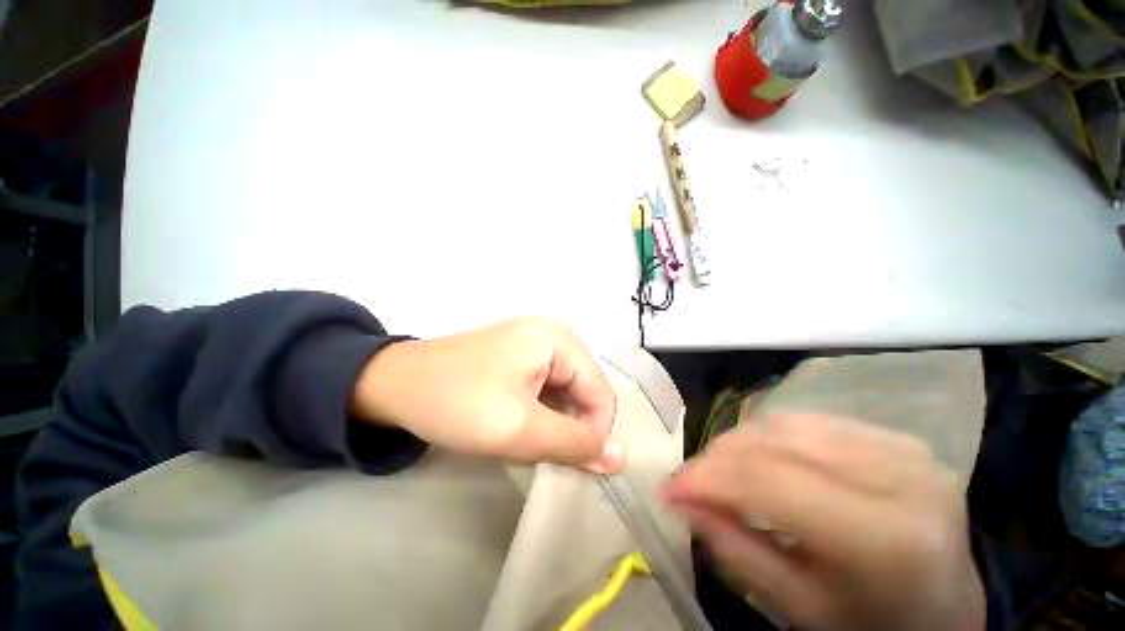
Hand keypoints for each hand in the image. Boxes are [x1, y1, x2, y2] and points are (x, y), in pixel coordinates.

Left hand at [351, 317, 623, 472]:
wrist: (394, 385)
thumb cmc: (458, 402)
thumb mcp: (520, 429)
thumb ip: (574, 444)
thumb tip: (621, 458)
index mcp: (560, 339)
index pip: (600, 394)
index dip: (593, 434)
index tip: (569, 465)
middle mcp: (554, 334)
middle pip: (583, 391)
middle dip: (568, 427)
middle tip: (538, 451)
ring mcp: (537, 342)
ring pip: (565, 393)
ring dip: (553, 422)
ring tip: (523, 437)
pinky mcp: (521, 355)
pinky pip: (547, 388)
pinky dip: (540, 412)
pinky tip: (518, 423)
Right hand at [663, 413, 984, 630]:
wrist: (948, 608)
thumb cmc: (873, 624)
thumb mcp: (799, 607)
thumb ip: (733, 548)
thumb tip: (676, 500)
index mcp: (887, 538)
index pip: (771, 481)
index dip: (707, 476)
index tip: (667, 488)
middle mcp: (901, 476)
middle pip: (775, 442)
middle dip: (717, 458)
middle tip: (690, 482)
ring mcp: (903, 447)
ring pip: (785, 422)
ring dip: (739, 444)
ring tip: (723, 471)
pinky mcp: (895, 436)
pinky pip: (808, 420)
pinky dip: (769, 436)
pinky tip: (763, 459)